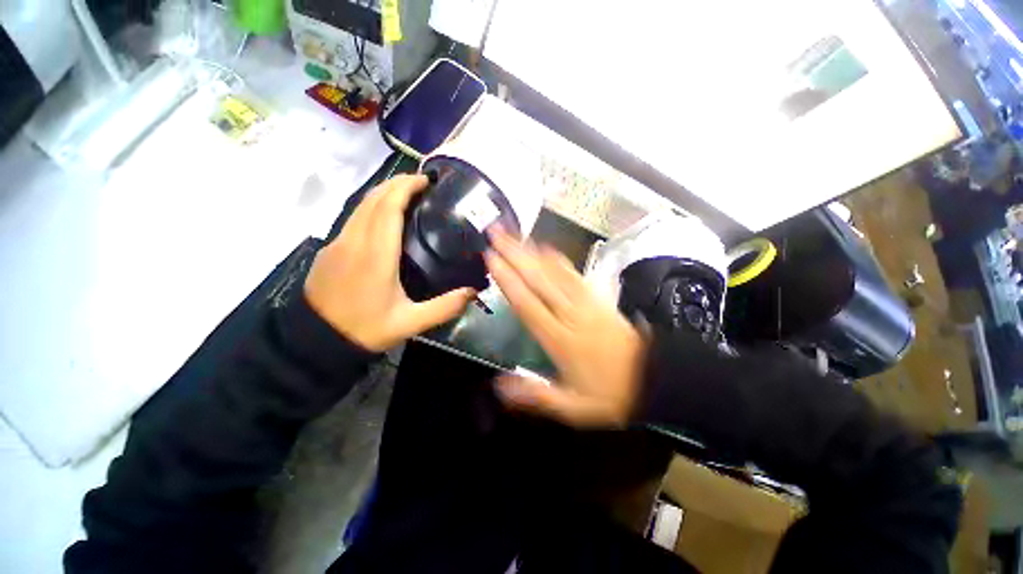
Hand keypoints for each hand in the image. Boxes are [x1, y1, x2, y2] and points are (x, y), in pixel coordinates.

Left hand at [304, 174, 475, 351]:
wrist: (315, 341)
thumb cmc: (365, 329)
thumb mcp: (410, 323)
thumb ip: (444, 307)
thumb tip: (473, 292)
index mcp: (376, 255)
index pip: (388, 208)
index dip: (405, 187)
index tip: (426, 181)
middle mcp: (354, 241)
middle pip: (373, 198)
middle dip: (397, 183)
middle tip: (422, 183)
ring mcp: (338, 243)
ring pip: (360, 205)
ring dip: (383, 193)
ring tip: (407, 194)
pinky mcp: (330, 249)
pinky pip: (353, 218)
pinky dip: (372, 207)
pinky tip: (385, 217)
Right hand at [485, 229, 644, 427]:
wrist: (654, 380)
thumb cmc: (611, 394)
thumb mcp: (573, 407)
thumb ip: (536, 396)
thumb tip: (499, 384)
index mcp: (561, 340)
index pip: (528, 304)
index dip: (508, 280)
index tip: (491, 259)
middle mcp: (572, 315)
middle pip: (539, 280)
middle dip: (515, 254)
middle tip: (496, 234)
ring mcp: (587, 303)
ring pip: (555, 271)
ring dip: (533, 251)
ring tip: (515, 234)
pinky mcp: (599, 298)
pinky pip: (576, 273)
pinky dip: (558, 258)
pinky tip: (547, 247)